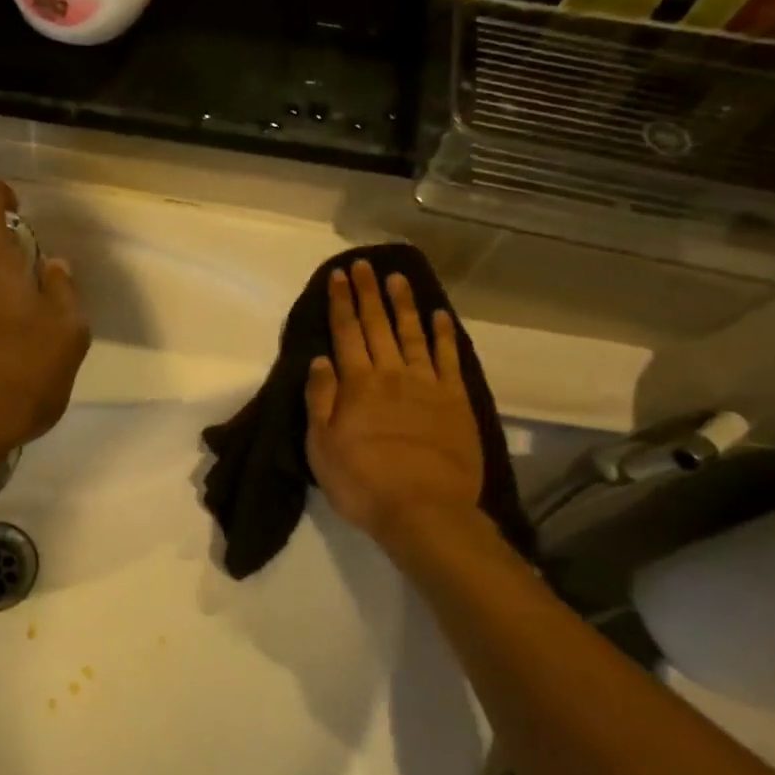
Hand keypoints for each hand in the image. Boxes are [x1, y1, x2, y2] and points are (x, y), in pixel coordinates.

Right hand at [305, 261, 483, 545]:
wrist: (424, 510)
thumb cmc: (362, 482)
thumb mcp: (321, 446)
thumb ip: (320, 399)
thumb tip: (320, 359)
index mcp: (357, 384)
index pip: (346, 333)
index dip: (341, 303)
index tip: (338, 276)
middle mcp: (392, 374)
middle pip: (378, 325)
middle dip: (368, 293)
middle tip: (364, 264)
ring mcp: (427, 385)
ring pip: (414, 334)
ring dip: (404, 304)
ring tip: (398, 278)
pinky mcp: (455, 401)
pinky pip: (448, 358)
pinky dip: (443, 334)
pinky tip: (439, 316)